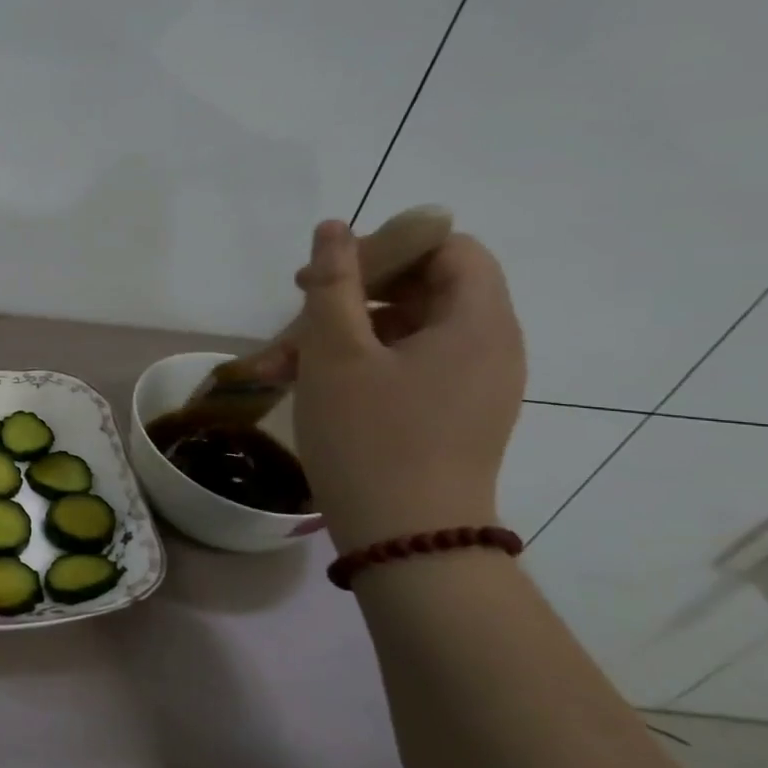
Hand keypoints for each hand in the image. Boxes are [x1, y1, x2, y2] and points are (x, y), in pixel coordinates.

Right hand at [291, 220, 525, 551]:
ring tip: (279, 365)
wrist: (406, 539)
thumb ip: (333, 284)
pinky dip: (357, 367)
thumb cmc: (371, 438)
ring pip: (402, 334)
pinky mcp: (451, 416)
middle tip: (293, 313)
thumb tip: (334, 227)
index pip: (449, 248)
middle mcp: (487, 347)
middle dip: (348, 296)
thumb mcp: (336, 354)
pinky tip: (307, 386)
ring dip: (340, 336)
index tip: (331, 271)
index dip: (389, 245)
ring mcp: (471, 386)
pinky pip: (405, 369)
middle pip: (421, 290)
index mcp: (477, 322)